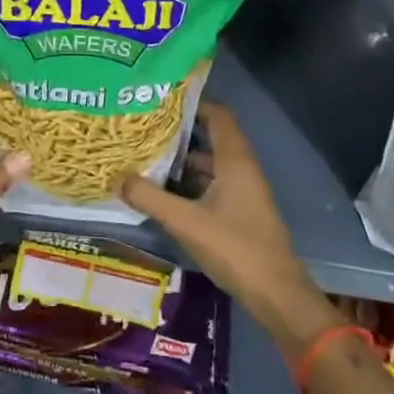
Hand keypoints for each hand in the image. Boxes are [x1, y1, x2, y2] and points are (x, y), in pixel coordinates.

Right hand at [120, 102, 340, 360]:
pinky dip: (189, 184)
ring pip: (209, 165)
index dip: (192, 102)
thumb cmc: (235, 248)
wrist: (276, 294)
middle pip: (210, 138)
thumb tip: (117, 177)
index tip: (160, 99)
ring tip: (144, 158)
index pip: (217, 115)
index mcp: (235, 160)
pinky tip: (162, 193)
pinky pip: (211, 185)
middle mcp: (241, 168)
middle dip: (177, 133)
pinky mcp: (239, 212)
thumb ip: (150, 198)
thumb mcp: (185, 222)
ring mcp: (242, 191)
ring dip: (180, 162)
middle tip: (142, 129)